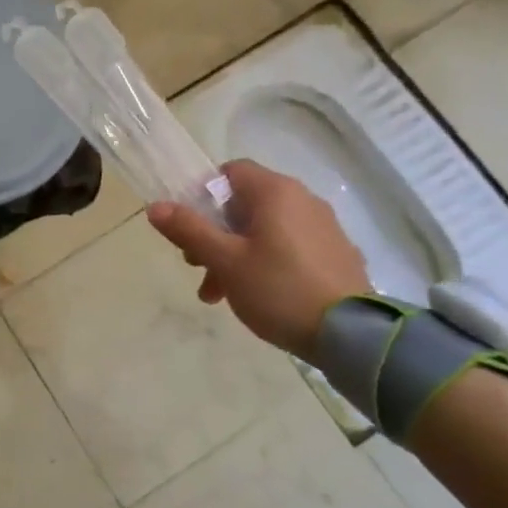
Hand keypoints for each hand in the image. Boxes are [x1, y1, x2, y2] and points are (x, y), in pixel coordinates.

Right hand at [147, 159, 369, 356]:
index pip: (230, 172)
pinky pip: (290, 247)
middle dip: (214, 234)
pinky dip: (267, 263)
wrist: (352, 334)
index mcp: (275, 192)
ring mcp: (324, 227)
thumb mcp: (225, 261)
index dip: (203, 195)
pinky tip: (258, 296)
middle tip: (198, 268)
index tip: (190, 228)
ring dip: (236, 254)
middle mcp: (303, 199)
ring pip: (265, 230)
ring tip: (221, 294)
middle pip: (244, 204)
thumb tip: (155, 206)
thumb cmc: (278, 288)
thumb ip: (189, 230)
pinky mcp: (337, 254)